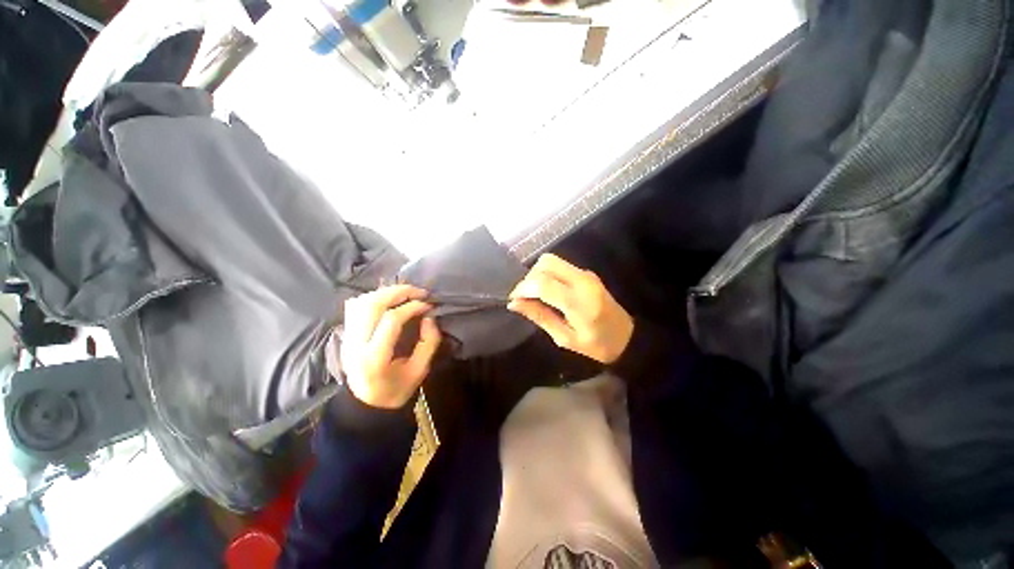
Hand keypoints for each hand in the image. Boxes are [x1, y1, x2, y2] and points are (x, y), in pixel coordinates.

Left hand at [339, 285, 441, 408]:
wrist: (366, 404)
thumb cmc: (396, 390)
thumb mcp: (419, 371)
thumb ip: (428, 343)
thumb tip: (429, 317)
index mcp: (374, 358)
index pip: (391, 320)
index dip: (412, 307)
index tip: (428, 306)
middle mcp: (356, 344)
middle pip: (372, 305)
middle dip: (398, 292)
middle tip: (419, 291)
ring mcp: (347, 338)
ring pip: (362, 302)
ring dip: (386, 292)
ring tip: (406, 293)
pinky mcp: (346, 334)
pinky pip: (355, 307)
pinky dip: (373, 297)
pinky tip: (388, 300)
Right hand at [508, 254, 633, 363]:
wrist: (628, 337)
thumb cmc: (597, 345)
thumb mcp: (565, 338)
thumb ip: (540, 317)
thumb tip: (514, 304)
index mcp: (579, 302)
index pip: (543, 283)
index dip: (523, 288)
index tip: (514, 299)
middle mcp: (583, 281)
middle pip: (546, 263)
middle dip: (529, 277)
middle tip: (525, 296)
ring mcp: (586, 274)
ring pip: (552, 260)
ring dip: (537, 274)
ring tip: (534, 295)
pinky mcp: (586, 273)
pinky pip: (560, 266)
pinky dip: (547, 274)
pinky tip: (547, 291)